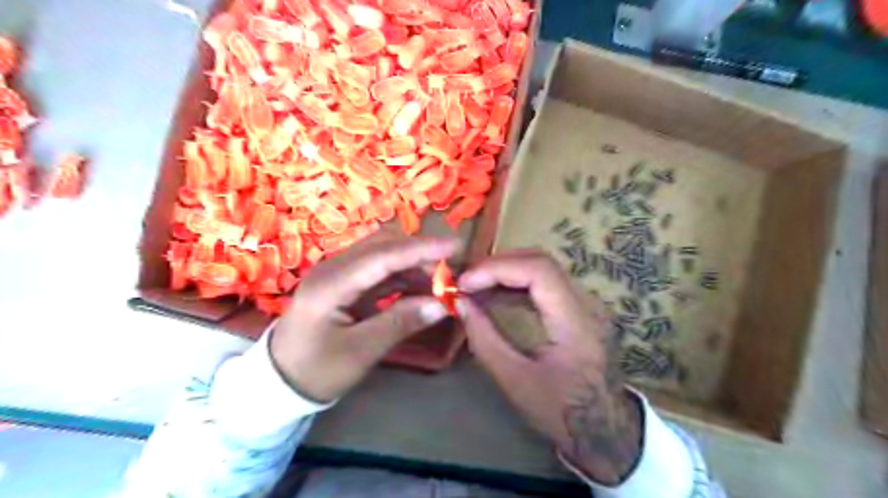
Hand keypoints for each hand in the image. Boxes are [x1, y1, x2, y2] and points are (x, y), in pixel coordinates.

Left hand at [273, 233, 456, 403]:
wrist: (280, 381)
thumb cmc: (316, 370)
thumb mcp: (360, 352)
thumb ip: (400, 323)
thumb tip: (441, 304)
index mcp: (331, 284)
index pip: (382, 256)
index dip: (421, 249)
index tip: (455, 247)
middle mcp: (334, 268)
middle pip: (383, 245)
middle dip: (419, 252)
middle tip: (452, 268)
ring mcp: (338, 273)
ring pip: (383, 254)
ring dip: (413, 263)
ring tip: (441, 281)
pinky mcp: (345, 282)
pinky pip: (379, 270)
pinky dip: (403, 275)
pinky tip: (421, 288)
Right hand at [458, 252, 637, 483]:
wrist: (606, 428)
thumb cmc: (561, 411)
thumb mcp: (515, 380)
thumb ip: (485, 339)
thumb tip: (460, 303)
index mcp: (576, 322)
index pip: (538, 271)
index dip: (497, 268)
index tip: (465, 282)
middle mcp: (587, 303)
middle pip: (541, 261)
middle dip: (498, 266)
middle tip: (466, 280)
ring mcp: (587, 303)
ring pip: (543, 268)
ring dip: (506, 272)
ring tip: (474, 285)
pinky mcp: (581, 308)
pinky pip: (546, 283)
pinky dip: (517, 284)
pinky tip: (495, 295)